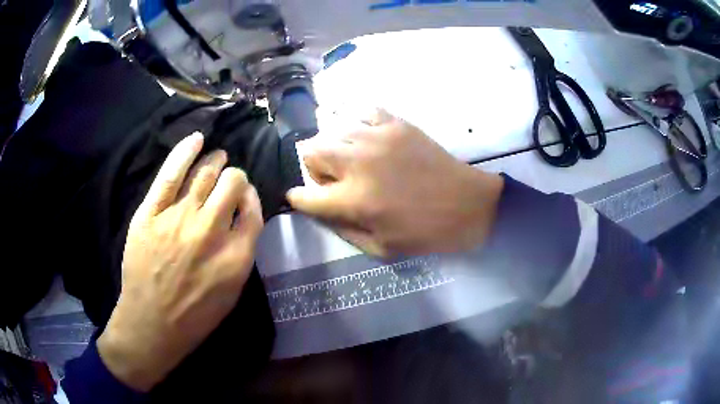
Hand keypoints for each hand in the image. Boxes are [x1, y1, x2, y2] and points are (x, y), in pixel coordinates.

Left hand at [97, 132, 263, 391]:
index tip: (243, 196)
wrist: (152, 323)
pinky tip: (197, 139)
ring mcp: (178, 218)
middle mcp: (210, 230)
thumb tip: (242, 218)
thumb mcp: (232, 291)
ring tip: (217, 157)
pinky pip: (171, 173)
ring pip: (204, 173)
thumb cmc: (195, 314)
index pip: (252, 208)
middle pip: (232, 183)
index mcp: (235, 254)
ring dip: (215, 160)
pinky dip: (185, 151)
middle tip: (229, 178)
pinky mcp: (152, 213)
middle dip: (235, 176)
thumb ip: (242, 252)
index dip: (250, 196)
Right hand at [288, 109, 503, 256]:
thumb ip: (343, 230)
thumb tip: (320, 210)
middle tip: (333, 178)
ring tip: (353, 159)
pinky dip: (359, 124)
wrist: (468, 205)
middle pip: (310, 151)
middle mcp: (358, 164)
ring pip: (332, 130)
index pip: (306, 195)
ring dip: (335, 147)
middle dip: (314, 168)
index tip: (302, 198)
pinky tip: (369, 138)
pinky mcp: (396, 124)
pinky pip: (363, 112)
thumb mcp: (380, 249)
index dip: (299, 198)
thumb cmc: (425, 233)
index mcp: (354, 200)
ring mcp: (377, 138)